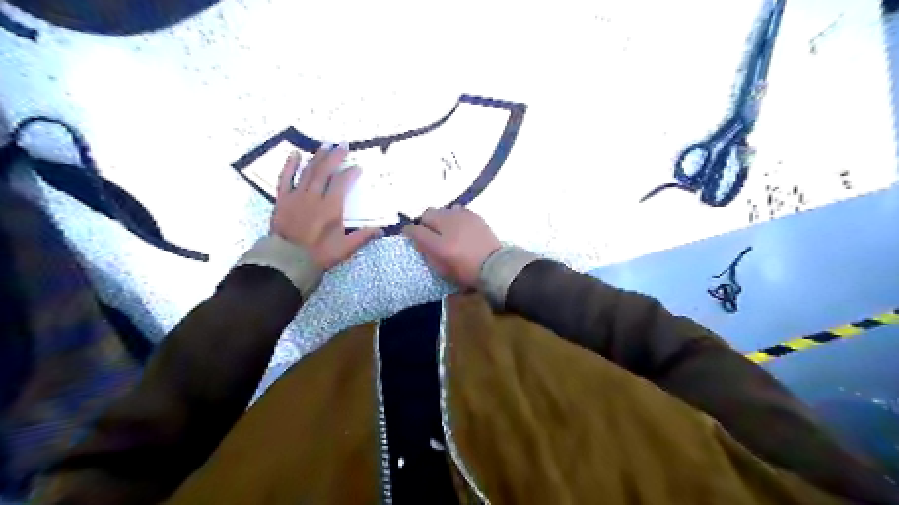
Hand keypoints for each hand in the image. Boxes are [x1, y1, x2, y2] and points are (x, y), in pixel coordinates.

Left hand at [267, 143, 377, 269]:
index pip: (342, 183)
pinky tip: (294, 154)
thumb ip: (363, 236)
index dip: (350, 173)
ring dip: (317, 157)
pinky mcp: (283, 199)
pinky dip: (290, 165)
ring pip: (308, 171)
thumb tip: (381, 230)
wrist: (288, 261)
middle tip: (342, 144)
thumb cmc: (320, 254)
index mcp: (331, 207)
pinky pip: (285, 178)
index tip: (357, 166)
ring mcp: (297, 196)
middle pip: (325, 171)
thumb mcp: (345, 248)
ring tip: (325, 145)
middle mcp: (314, 197)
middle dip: (335, 156)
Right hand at [404, 205, 501, 287]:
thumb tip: (418, 239)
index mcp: (438, 242)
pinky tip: (458, 227)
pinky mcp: (475, 216)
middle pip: (428, 213)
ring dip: (440, 218)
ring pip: (443, 210)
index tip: (408, 235)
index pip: (415, 230)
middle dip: (425, 222)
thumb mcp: (442, 268)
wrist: (495, 266)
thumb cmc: (466, 272)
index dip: (409, 232)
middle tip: (428, 233)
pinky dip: (454, 216)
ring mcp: (463, 216)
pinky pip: (458, 211)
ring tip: (445, 229)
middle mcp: (448, 224)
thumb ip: (427, 252)